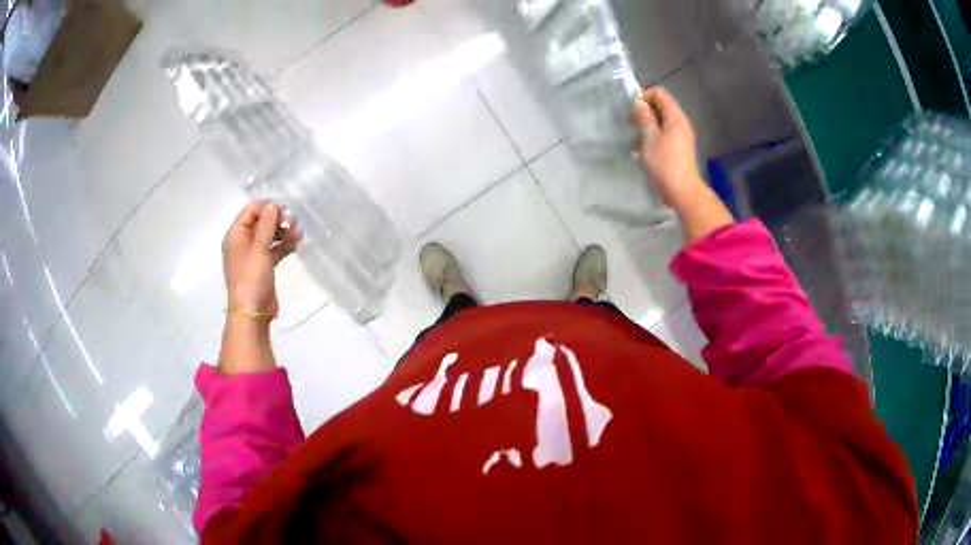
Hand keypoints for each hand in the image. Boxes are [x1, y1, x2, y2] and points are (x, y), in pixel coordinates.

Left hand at [222, 201, 303, 317]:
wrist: (252, 312)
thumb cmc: (251, 278)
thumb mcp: (258, 248)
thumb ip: (266, 225)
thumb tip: (273, 205)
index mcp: (236, 235)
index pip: (250, 210)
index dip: (266, 207)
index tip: (284, 209)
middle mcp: (243, 242)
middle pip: (261, 222)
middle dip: (277, 220)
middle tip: (294, 223)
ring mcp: (253, 255)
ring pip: (269, 236)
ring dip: (284, 232)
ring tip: (299, 235)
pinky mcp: (263, 266)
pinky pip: (274, 249)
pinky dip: (284, 245)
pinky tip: (297, 245)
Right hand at [632, 86, 706, 211]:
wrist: (682, 191)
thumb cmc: (665, 163)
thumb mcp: (649, 138)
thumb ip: (644, 117)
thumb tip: (639, 103)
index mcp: (675, 117)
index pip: (660, 93)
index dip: (644, 97)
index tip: (633, 111)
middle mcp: (680, 123)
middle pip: (661, 106)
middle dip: (644, 112)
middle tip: (630, 124)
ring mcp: (681, 137)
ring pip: (661, 122)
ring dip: (647, 126)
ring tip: (635, 140)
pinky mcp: (679, 149)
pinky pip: (664, 135)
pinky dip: (653, 137)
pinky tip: (643, 151)